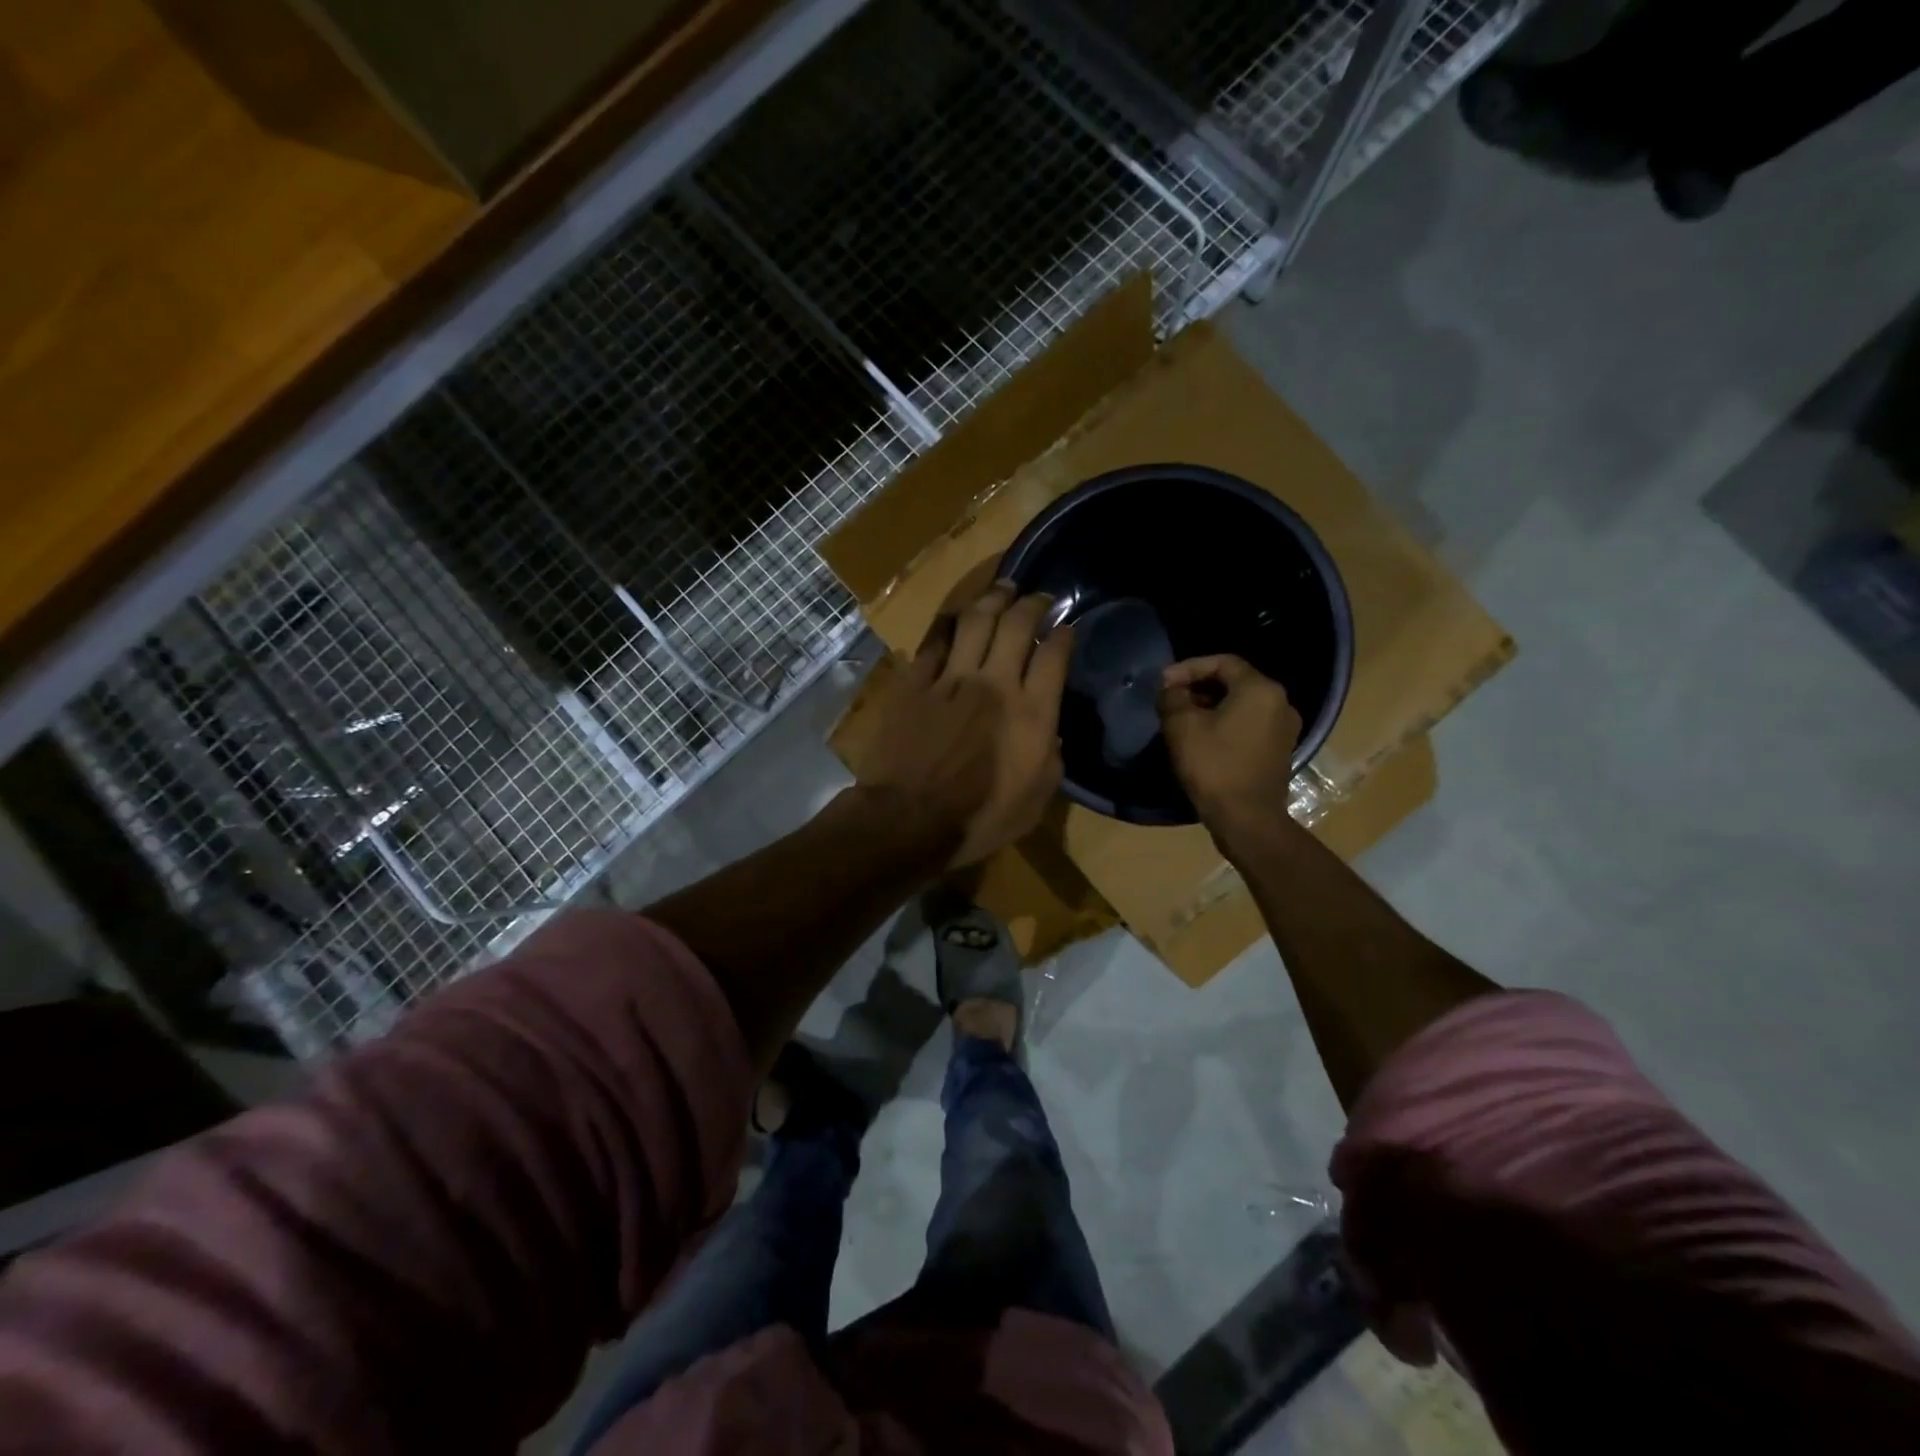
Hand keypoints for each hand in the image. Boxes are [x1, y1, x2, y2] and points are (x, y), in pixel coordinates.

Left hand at [857, 582, 1072, 866]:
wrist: (908, 820)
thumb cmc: (978, 820)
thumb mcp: (1035, 801)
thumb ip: (1050, 757)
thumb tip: (1049, 731)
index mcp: (1032, 714)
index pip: (1054, 656)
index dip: (1063, 635)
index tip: (1065, 628)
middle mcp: (995, 684)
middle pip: (1017, 625)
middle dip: (1032, 603)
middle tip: (1037, 597)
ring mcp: (952, 678)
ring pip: (976, 621)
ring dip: (993, 598)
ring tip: (1003, 588)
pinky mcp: (915, 681)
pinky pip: (935, 640)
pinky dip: (950, 624)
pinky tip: (957, 617)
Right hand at [1157, 655, 1302, 827]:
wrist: (1246, 820)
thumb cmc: (1214, 767)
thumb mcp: (1182, 726)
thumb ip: (1173, 698)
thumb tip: (1171, 690)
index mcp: (1260, 689)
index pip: (1222, 662)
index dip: (1188, 667)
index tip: (1163, 683)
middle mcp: (1280, 703)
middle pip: (1234, 682)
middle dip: (1198, 686)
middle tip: (1170, 699)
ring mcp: (1284, 729)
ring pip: (1241, 705)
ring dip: (1210, 706)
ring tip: (1182, 718)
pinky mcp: (1279, 751)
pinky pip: (1249, 725)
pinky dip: (1225, 723)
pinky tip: (1202, 738)